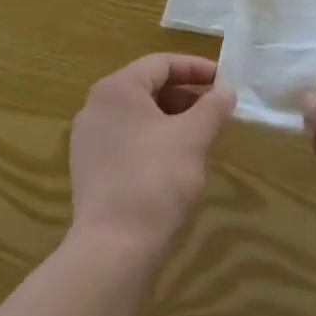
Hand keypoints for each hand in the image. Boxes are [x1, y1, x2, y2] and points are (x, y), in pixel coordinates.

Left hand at [69, 54, 234, 254]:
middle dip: (187, 96)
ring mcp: (89, 141)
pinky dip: (155, 141)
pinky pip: (128, 141)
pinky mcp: (91, 171)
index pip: (162, 64)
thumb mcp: (194, 137)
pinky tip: (178, 163)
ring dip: (173, 120)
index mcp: (117, 89)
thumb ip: (213, 107)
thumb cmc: (155, 179)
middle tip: (217, 111)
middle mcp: (97, 107)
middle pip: (149, 88)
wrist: (113, 251)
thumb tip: (226, 91)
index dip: (196, 69)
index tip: (224, 82)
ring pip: (140, 117)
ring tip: (203, 137)